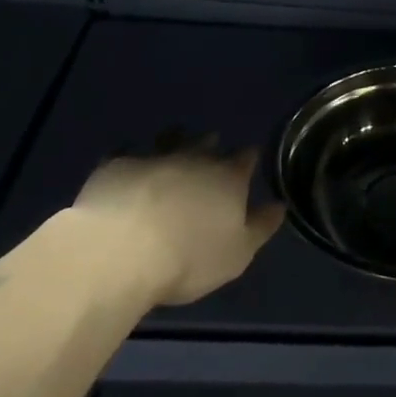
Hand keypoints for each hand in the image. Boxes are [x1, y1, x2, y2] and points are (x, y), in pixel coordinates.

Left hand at [70, 142, 285, 306]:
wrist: (121, 252)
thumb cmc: (189, 258)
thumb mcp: (237, 254)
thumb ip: (260, 227)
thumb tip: (279, 205)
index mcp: (228, 178)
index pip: (246, 158)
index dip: (248, 158)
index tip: (249, 159)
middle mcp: (195, 159)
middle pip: (208, 143)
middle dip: (211, 145)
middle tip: (210, 148)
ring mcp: (154, 157)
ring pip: (169, 138)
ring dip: (174, 139)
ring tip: (173, 143)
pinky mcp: (116, 165)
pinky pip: (127, 152)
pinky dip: (132, 156)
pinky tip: (128, 164)